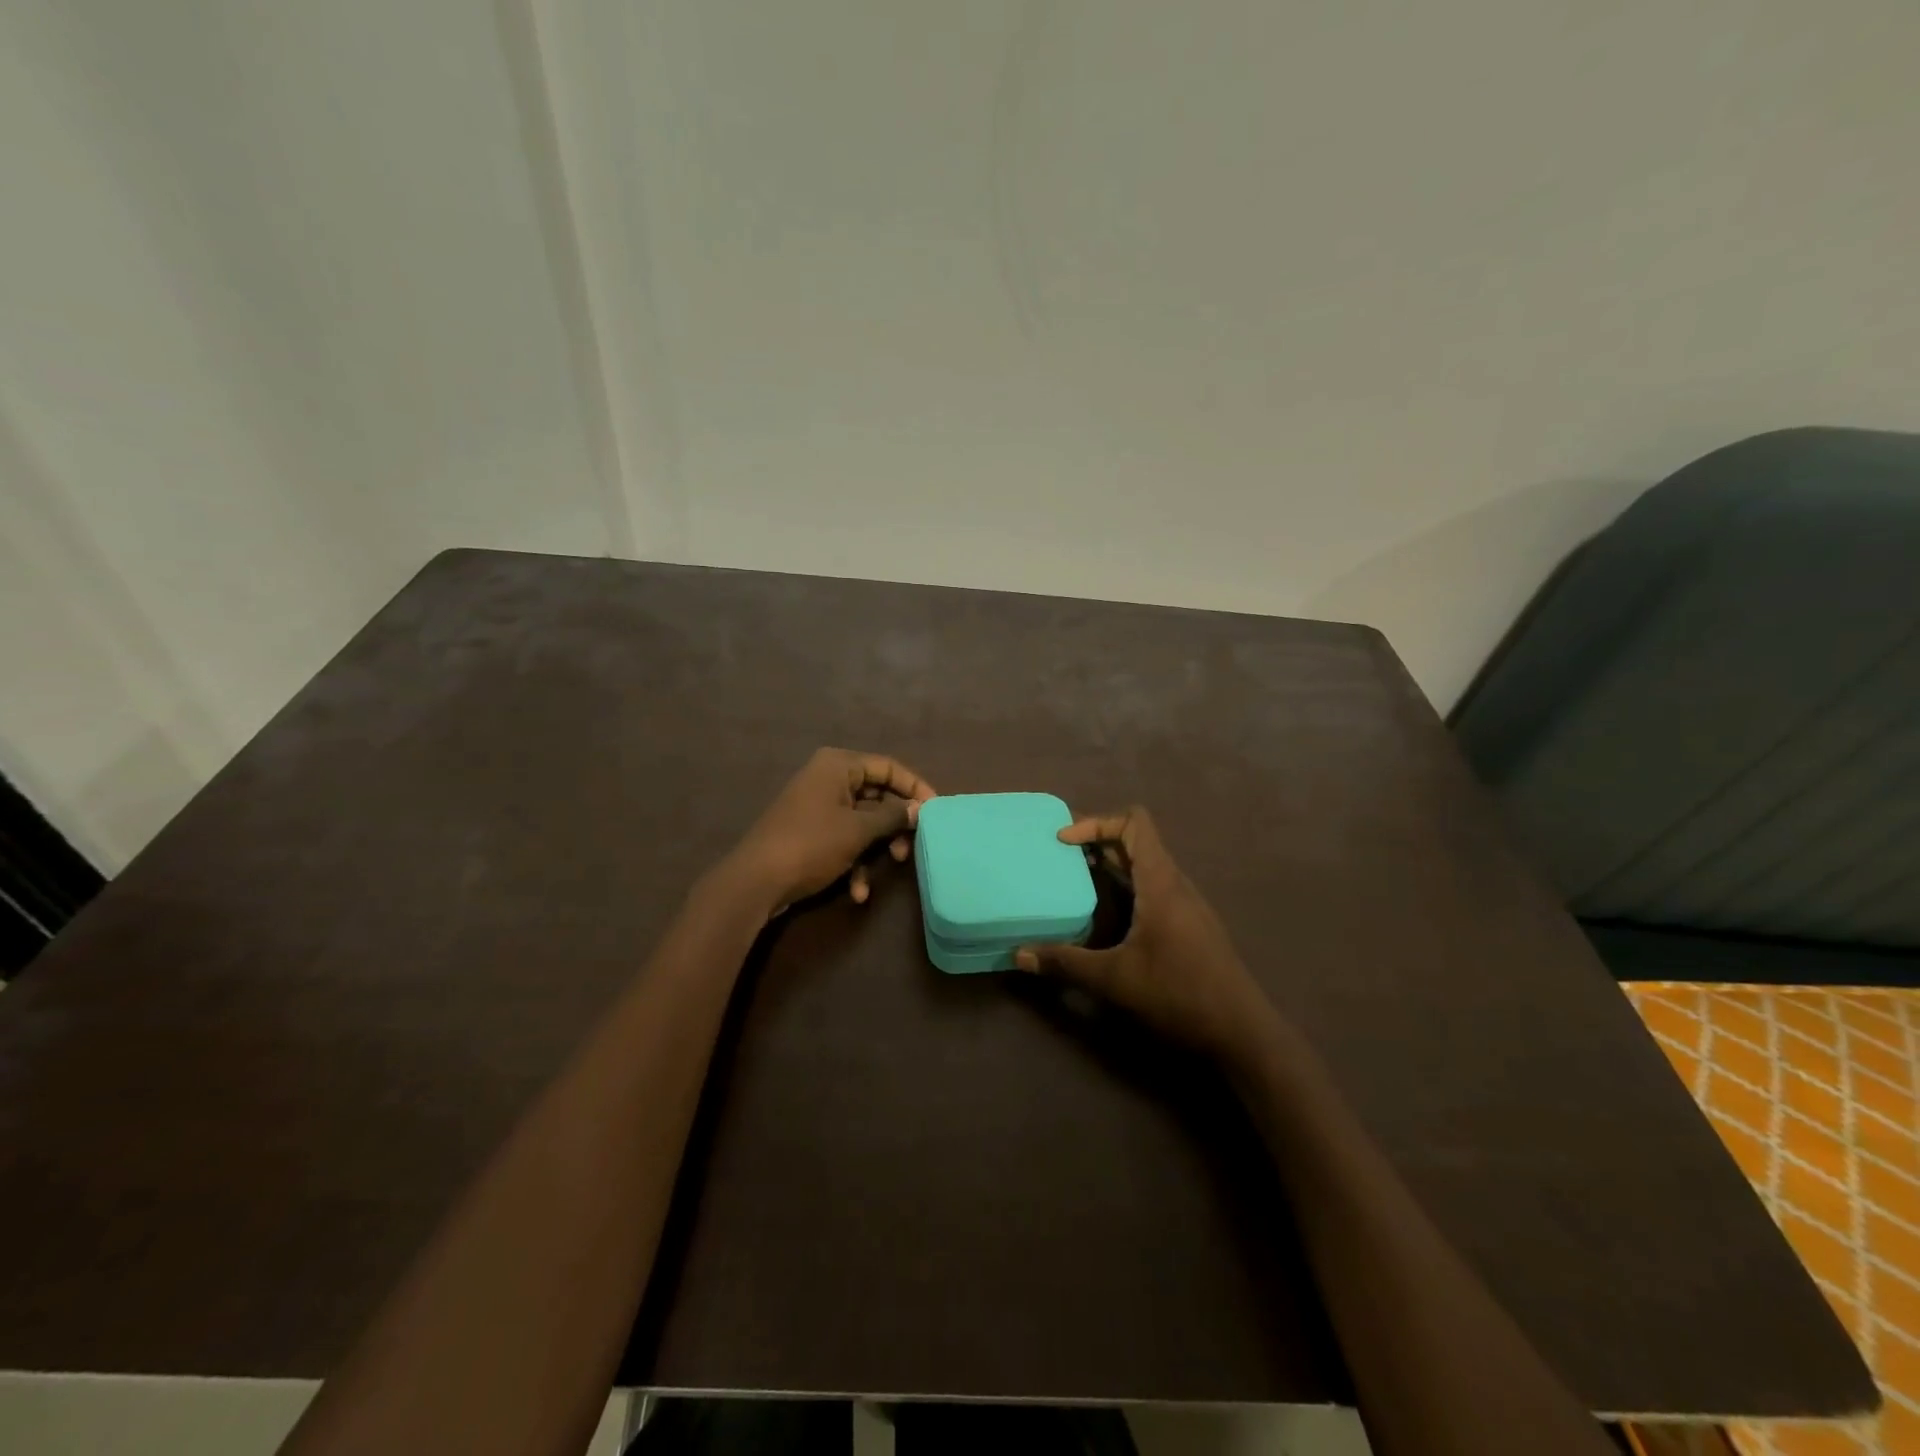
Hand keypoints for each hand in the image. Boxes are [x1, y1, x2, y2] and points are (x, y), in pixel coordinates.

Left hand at [726, 749, 937, 916]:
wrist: (756, 881)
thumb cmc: (812, 844)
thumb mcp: (858, 830)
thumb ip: (893, 816)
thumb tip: (919, 808)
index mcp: (838, 765)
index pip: (888, 767)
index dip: (915, 787)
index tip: (936, 810)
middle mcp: (828, 778)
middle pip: (877, 795)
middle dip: (895, 824)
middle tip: (913, 844)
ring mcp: (818, 806)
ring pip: (863, 821)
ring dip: (878, 847)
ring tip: (892, 866)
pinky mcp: (811, 832)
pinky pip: (844, 839)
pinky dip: (855, 862)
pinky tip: (857, 891)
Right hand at [1016, 807, 1269, 1060]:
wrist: (1242, 1031)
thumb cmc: (1179, 993)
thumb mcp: (1115, 979)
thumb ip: (1066, 963)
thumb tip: (1019, 955)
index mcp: (1161, 883)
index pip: (1134, 823)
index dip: (1097, 822)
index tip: (1063, 841)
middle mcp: (1176, 884)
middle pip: (1138, 840)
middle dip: (1098, 841)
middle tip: (1060, 856)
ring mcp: (1187, 905)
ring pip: (1147, 865)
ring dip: (1112, 864)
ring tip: (1076, 879)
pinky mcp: (1191, 924)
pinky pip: (1155, 887)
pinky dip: (1127, 886)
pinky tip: (1108, 915)